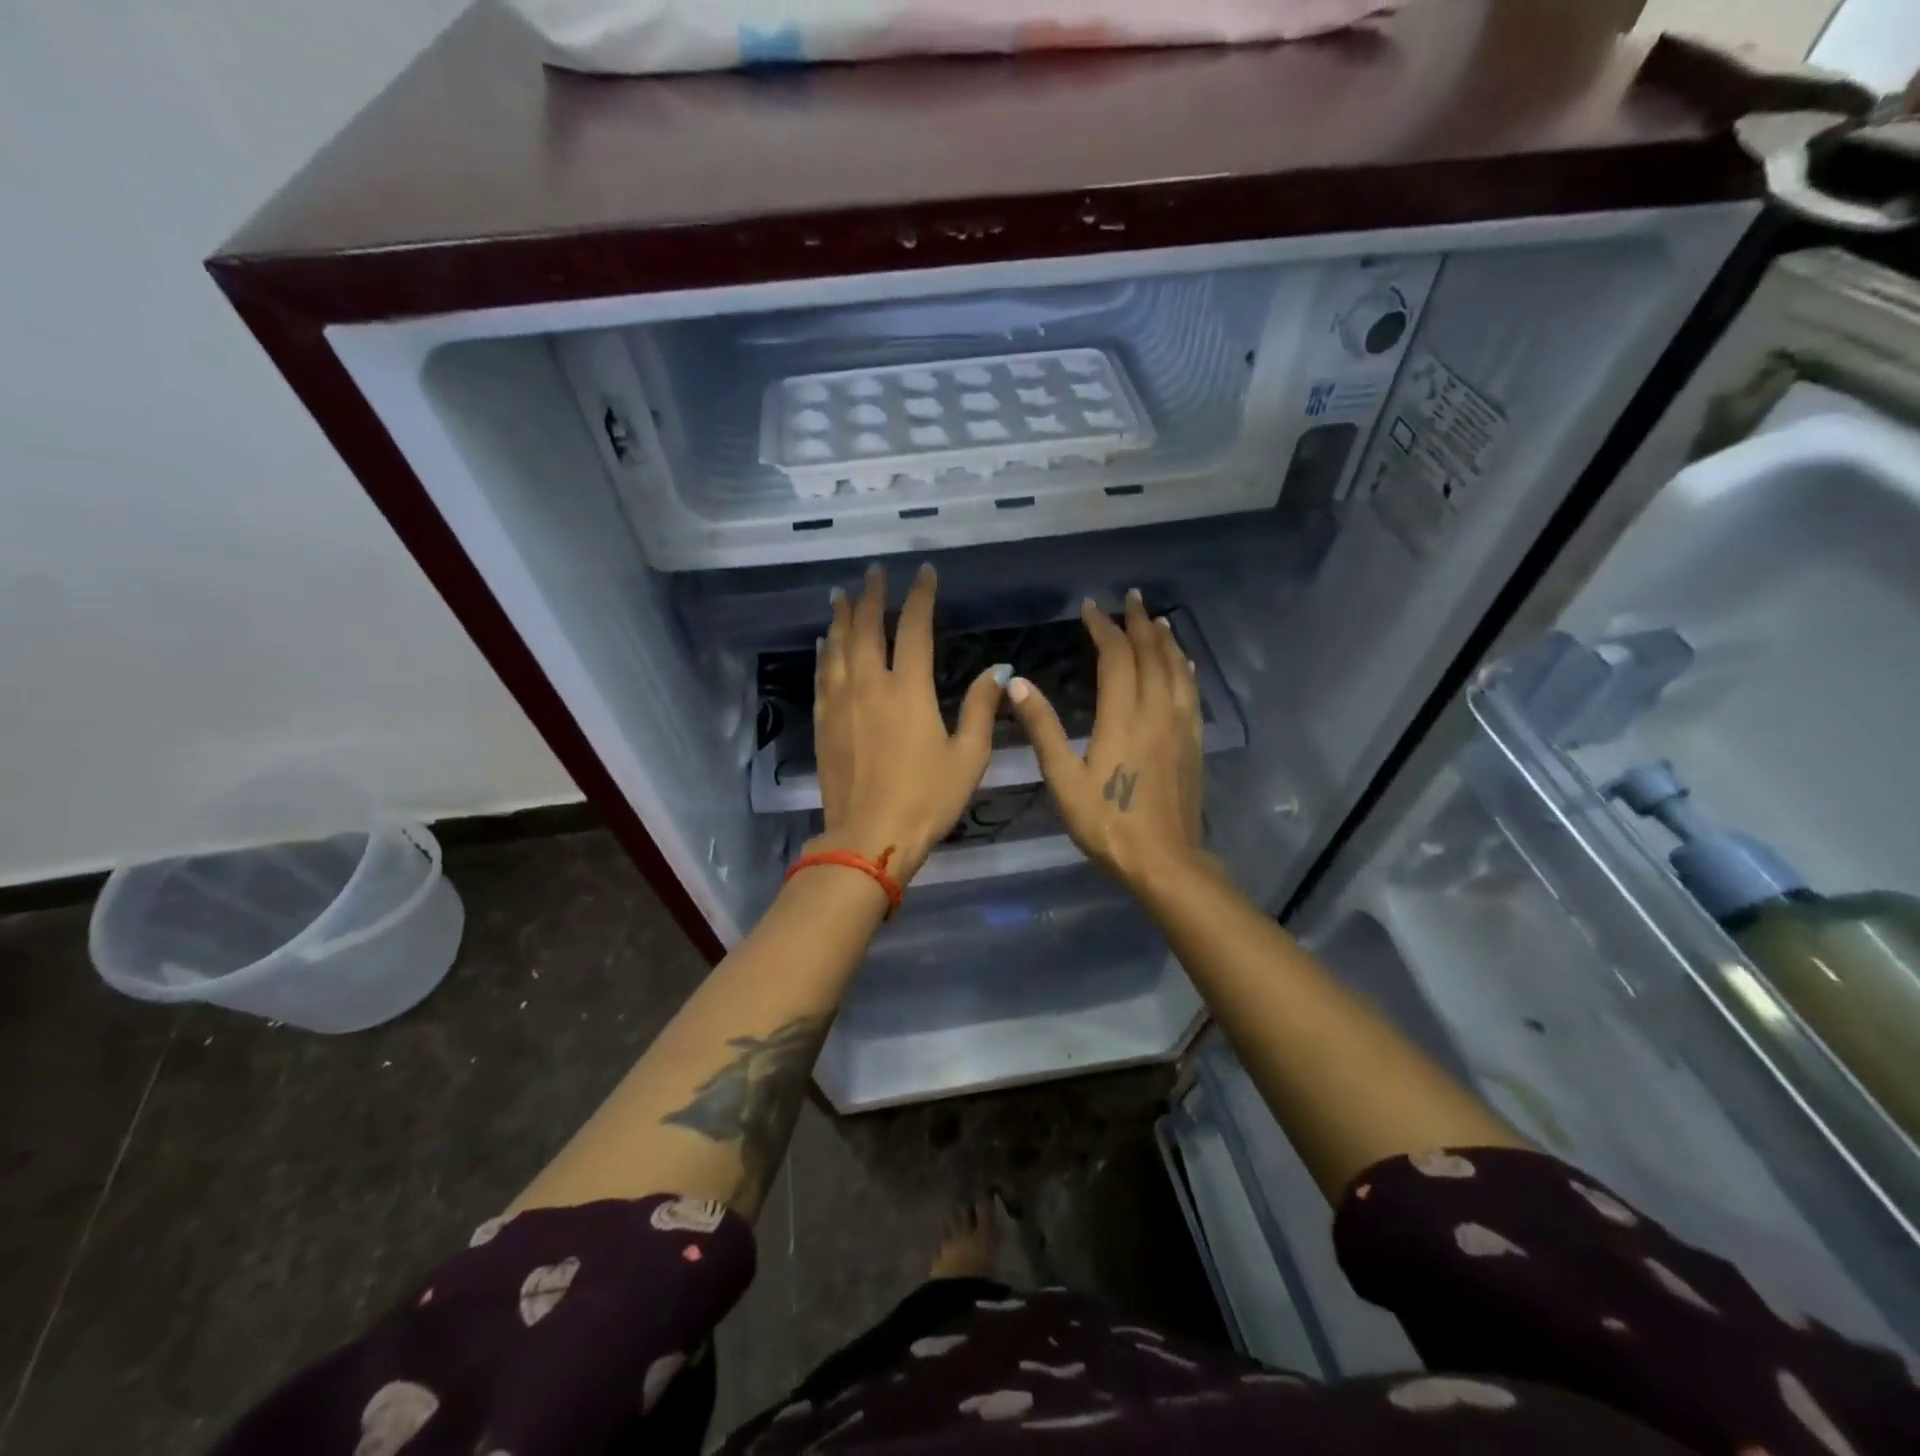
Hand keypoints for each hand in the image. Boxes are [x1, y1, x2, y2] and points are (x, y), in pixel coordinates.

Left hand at [811, 563, 1009, 883]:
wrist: (869, 838)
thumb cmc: (927, 799)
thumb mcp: (968, 757)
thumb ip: (981, 709)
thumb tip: (998, 671)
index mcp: (909, 690)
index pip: (914, 629)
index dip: (920, 596)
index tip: (924, 573)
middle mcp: (870, 686)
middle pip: (868, 628)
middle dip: (872, 595)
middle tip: (875, 572)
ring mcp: (841, 703)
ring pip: (838, 647)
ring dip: (842, 617)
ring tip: (843, 594)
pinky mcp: (823, 724)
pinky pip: (822, 676)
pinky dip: (825, 653)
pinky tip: (825, 643)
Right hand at [1005, 589, 1205, 891]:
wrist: (1164, 860)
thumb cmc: (1107, 823)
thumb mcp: (1064, 779)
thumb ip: (1043, 728)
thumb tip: (1018, 683)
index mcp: (1124, 717)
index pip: (1116, 658)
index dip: (1103, 628)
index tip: (1090, 608)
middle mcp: (1156, 712)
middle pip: (1151, 654)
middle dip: (1138, 623)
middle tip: (1130, 597)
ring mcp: (1180, 726)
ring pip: (1176, 669)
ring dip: (1165, 640)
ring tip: (1157, 620)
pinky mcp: (1194, 742)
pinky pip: (1191, 692)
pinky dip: (1184, 669)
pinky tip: (1183, 664)